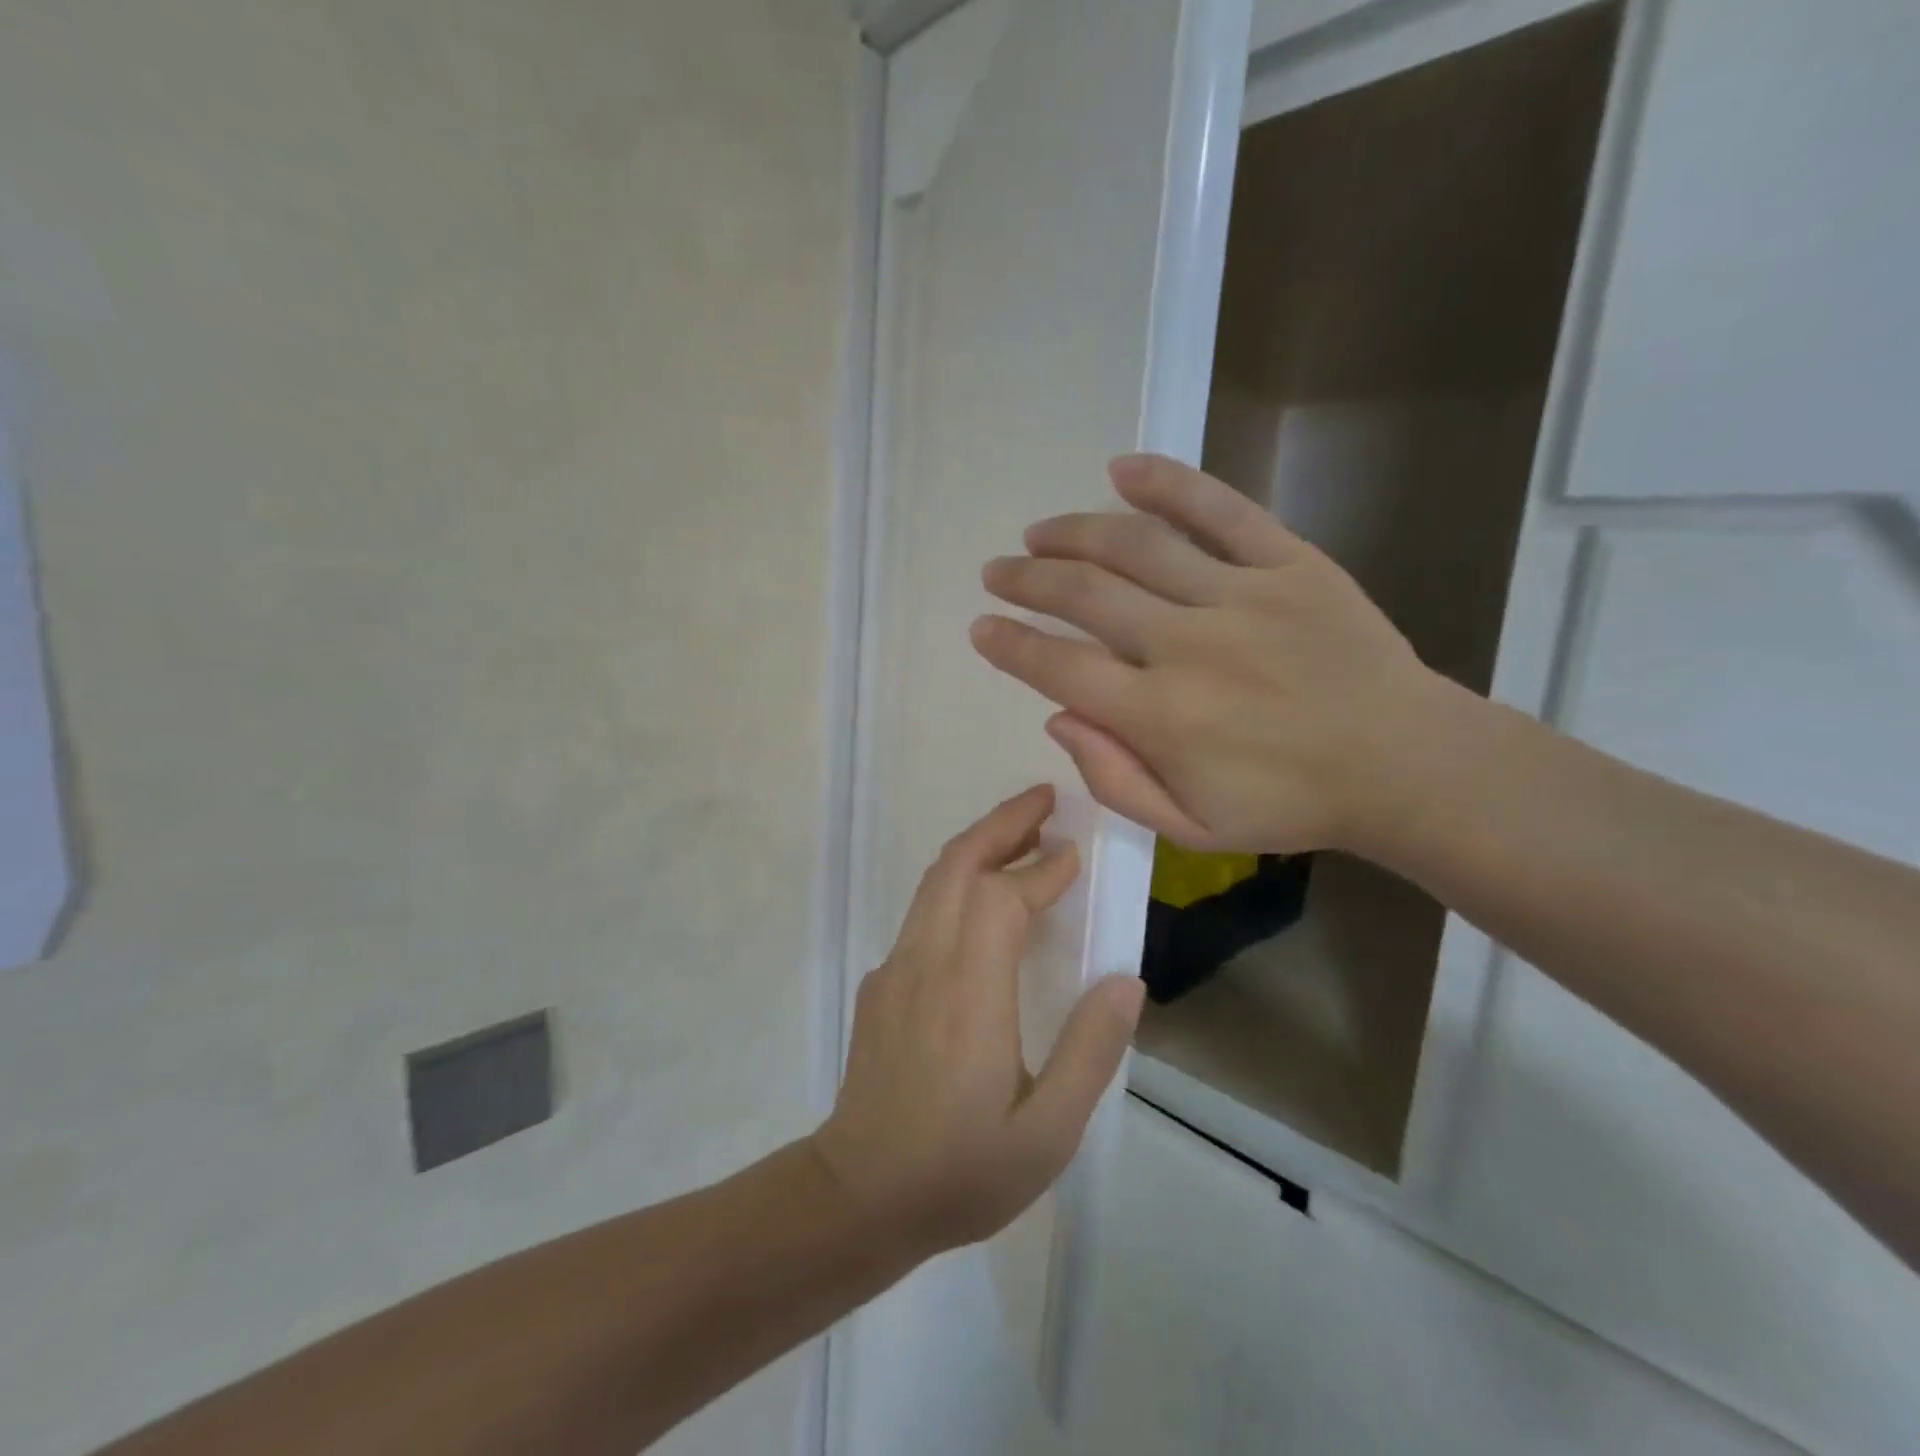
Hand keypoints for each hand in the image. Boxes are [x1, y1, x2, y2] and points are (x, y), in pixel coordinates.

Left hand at [812, 787, 1145, 1257]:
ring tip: (1024, 834)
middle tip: (1046, 800)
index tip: (1076, 853)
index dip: (1041, 868)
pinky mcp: (882, 983)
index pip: (1002, 899)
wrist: (858, 1196)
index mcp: (969, 993)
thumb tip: (1126, 980)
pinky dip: (958, 883)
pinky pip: (923, 912)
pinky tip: (985, 904)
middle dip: (1002, 823)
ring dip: (978, 846)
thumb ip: (1090, 1051)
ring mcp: (895, 969)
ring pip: (934, 882)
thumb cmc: (959, 1171)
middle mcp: (926, 963)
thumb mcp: (1047, 1133)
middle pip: (957, 865)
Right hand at [971, 454, 1450, 855]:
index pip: (1059, 667)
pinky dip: (1167, 484)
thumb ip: (1114, 779)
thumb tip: (1057, 717)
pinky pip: (1220, 510)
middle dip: (1028, 580)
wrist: (1404, 764)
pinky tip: (1123, 468)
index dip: (1011, 644)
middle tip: (998, 571)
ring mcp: (1240, 597)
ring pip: (1136, 546)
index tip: (982, 627)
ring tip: (1039, 531)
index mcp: (1160, 716)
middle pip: (1085, 596)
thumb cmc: (1289, 805)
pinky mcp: (1290, 564)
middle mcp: (1187, 646)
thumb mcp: (1189, 828)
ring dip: (1075, 532)